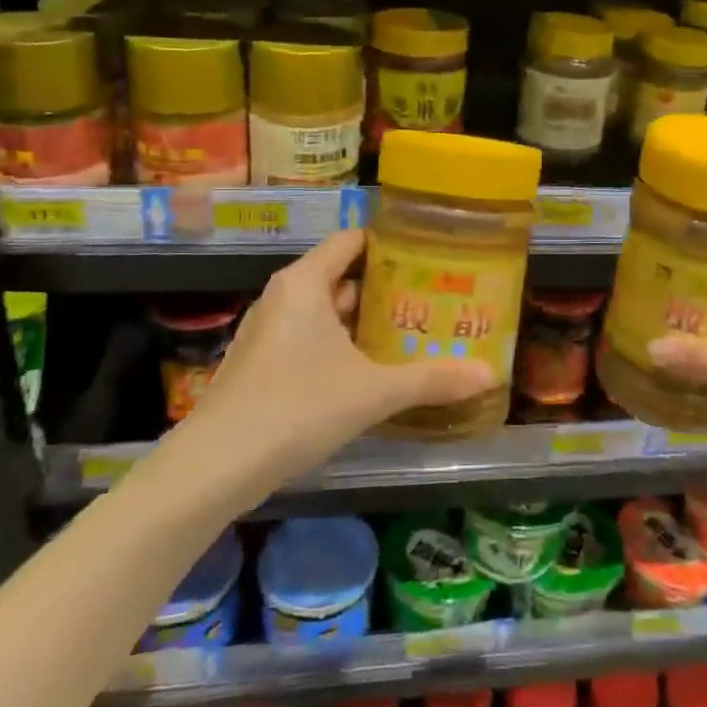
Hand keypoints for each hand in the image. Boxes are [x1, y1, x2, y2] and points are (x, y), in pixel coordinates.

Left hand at [160, 229, 495, 491]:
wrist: (215, 466)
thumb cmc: (297, 407)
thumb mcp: (372, 392)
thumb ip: (431, 380)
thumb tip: (491, 374)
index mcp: (305, 283)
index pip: (352, 240)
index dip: (391, 245)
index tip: (431, 257)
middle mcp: (285, 297)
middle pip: (343, 277)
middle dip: (387, 290)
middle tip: (434, 301)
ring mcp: (269, 332)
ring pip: (327, 314)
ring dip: (365, 324)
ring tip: (413, 334)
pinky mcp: (262, 365)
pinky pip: (311, 340)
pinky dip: (342, 348)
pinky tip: (372, 372)